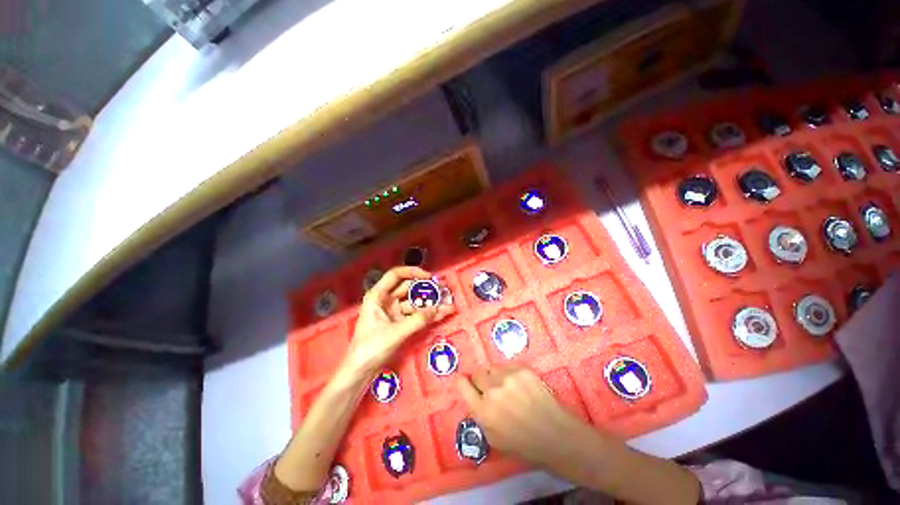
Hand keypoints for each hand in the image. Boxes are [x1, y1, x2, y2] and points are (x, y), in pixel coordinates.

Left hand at [342, 266, 451, 377]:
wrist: (360, 372)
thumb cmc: (371, 348)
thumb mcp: (396, 332)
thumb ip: (418, 320)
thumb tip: (438, 308)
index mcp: (378, 296)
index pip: (395, 275)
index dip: (413, 272)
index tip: (429, 277)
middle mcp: (385, 300)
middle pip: (408, 288)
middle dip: (426, 289)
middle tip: (444, 290)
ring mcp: (392, 312)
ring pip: (413, 302)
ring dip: (430, 303)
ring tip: (447, 304)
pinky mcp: (398, 322)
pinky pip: (414, 314)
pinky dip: (426, 315)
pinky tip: (441, 314)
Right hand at [455, 365, 598, 471]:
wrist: (555, 435)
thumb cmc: (523, 444)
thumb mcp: (493, 438)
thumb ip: (479, 416)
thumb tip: (474, 397)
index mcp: (483, 411)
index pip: (462, 386)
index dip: (462, 382)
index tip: (463, 380)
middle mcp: (492, 391)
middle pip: (477, 374)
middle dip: (481, 381)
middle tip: (491, 389)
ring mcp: (508, 377)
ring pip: (492, 368)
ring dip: (495, 376)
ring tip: (507, 387)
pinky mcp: (522, 369)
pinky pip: (507, 365)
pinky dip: (509, 373)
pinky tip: (518, 384)